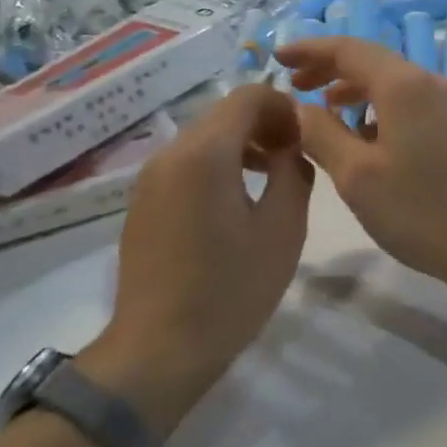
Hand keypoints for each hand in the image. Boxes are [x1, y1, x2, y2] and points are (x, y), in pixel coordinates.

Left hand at [78, 86, 311, 434]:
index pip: (248, 95)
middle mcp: (170, 153)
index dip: (284, 107)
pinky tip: (234, 206)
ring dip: (242, 145)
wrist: (157, 350)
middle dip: (264, 125)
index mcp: (205, 153)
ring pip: (204, 138)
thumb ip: (294, 173)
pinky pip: (185, 164)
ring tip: (270, 181)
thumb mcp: (283, 230)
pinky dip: (216, 166)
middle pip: (224, 113)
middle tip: (294, 160)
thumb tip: (291, 148)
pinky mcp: (142, 202)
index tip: (305, 139)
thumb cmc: (230, 290)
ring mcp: (149, 178)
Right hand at [276, 37, 446, 290]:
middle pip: (373, 61)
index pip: (349, 49)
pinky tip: (366, 135)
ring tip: (325, 109)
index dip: (310, 50)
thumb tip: (298, 108)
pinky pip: (411, 101)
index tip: (277, 57)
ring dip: (355, 90)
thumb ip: (321, 133)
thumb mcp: (356, 175)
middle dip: (330, 69)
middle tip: (295, 85)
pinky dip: (380, 107)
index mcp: (404, 84)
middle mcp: (431, 81)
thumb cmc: (421, 210)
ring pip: (393, 83)